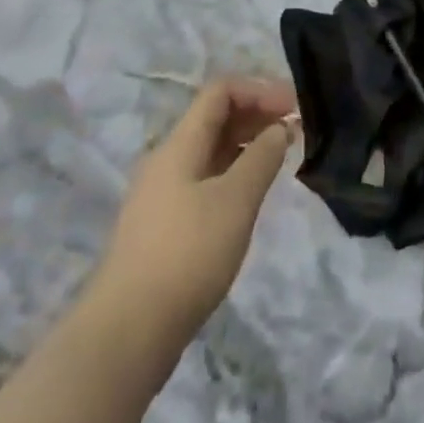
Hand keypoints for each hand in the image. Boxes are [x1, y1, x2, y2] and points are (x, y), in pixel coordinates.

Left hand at [90, 77, 299, 354]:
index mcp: (180, 144)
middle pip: (215, 118)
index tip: (296, 108)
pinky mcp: (164, 225)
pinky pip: (205, 179)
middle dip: (257, 115)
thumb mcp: (236, 200)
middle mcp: (168, 160)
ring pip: (210, 151)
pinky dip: (234, 173)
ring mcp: (162, 194)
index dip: (260, 90)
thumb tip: (279, 129)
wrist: (127, 332)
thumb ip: (262, 158)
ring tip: (281, 160)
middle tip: (296, 132)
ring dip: (247, 145)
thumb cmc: (188, 254)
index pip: (221, 92)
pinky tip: (252, 194)